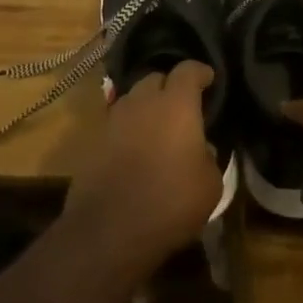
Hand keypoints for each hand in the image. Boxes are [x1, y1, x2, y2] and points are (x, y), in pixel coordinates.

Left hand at [63, 60, 223, 273]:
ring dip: (146, 108)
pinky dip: (128, 131)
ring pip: (133, 100)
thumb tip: (202, 150)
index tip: (209, 79)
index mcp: (176, 103)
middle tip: (182, 107)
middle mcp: (143, 101)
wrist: (108, 232)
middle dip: (169, 87)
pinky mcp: (92, 142)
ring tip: (157, 129)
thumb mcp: (210, 185)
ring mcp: (113, 119)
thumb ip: (210, 157)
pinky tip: (136, 152)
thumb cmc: (170, 201)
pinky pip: (116, 125)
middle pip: (156, 79)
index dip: (200, 72)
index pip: (189, 70)